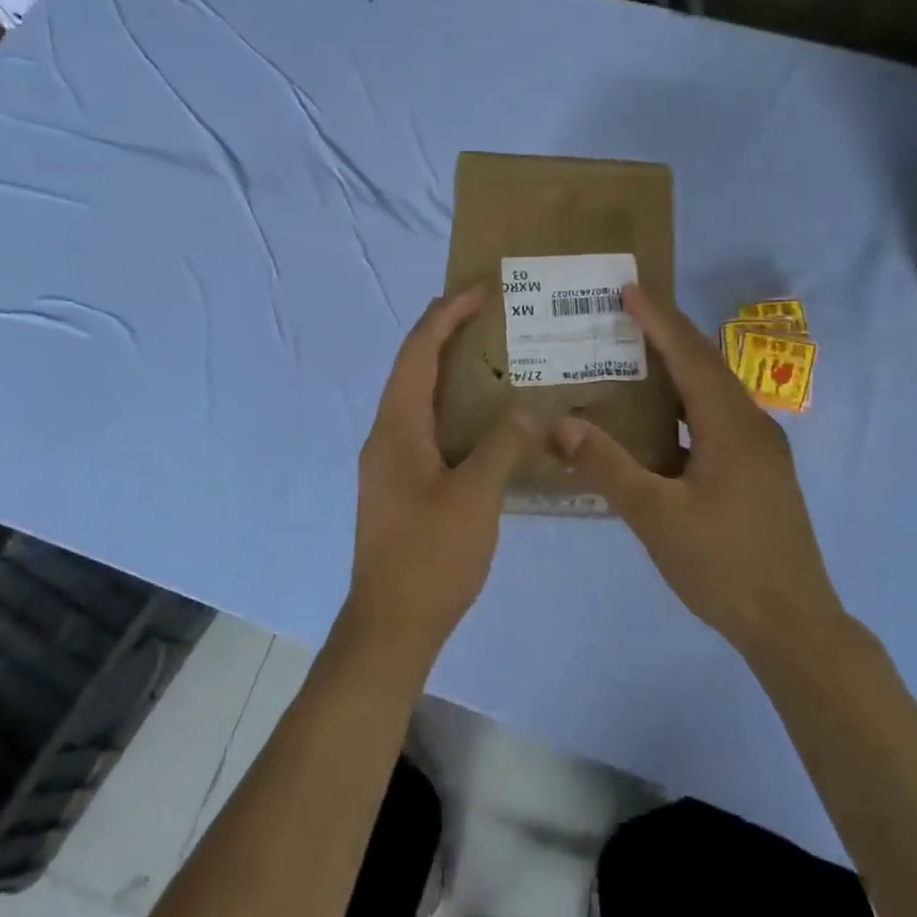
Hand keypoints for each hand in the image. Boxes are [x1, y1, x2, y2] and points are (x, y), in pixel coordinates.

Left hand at [347, 289, 539, 664]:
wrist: (391, 625)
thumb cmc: (431, 556)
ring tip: (491, 359)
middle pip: (412, 371)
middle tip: (488, 317)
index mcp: (396, 429)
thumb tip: (531, 411)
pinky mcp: (399, 486)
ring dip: (447, 373)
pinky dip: (451, 410)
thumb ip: (504, 445)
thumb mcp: (476, 496)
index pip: (417, 354)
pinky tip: (484, 423)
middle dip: (444, 336)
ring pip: (417, 401)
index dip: (444, 316)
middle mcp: (385, 437)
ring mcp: (389, 464)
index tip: (477, 291)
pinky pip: (425, 430)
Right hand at [553, 285, 843, 660]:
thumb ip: (608, 466)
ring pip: (716, 393)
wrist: (793, 624)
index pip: (689, 356)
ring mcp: (763, 451)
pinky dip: (689, 404)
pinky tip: (665, 422)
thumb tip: (562, 423)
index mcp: (730, 426)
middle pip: (707, 365)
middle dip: (669, 334)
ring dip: (681, 369)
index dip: (657, 320)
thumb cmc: (723, 565)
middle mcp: (753, 426)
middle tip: (627, 314)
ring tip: (639, 357)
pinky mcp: (762, 473)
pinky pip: (721, 419)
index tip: (628, 289)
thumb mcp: (655, 517)